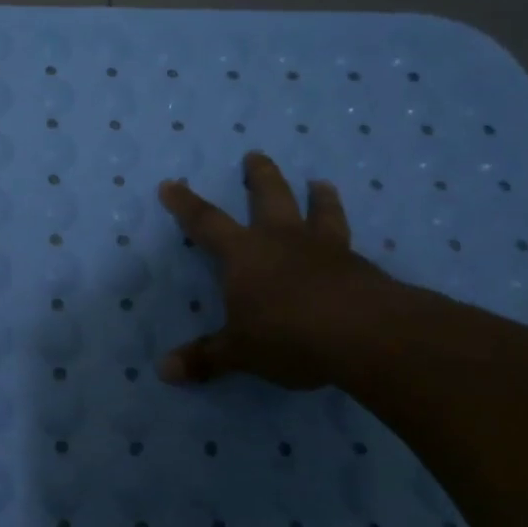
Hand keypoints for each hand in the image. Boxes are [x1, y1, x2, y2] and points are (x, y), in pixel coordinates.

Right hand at [157, 151, 402, 388]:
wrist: (364, 334)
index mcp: (244, 254)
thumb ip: (205, 359)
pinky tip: (352, 245)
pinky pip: (348, 243)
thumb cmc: (287, 335)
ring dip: (318, 197)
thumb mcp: (239, 352)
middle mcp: (282, 240)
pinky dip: (345, 237)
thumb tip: (163, 371)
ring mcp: (324, 249)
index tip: (171, 184)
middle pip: (270, 196)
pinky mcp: (359, 266)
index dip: (185, 204)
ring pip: (319, 212)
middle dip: (259, 176)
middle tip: (256, 155)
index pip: (205, 222)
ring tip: (320, 183)